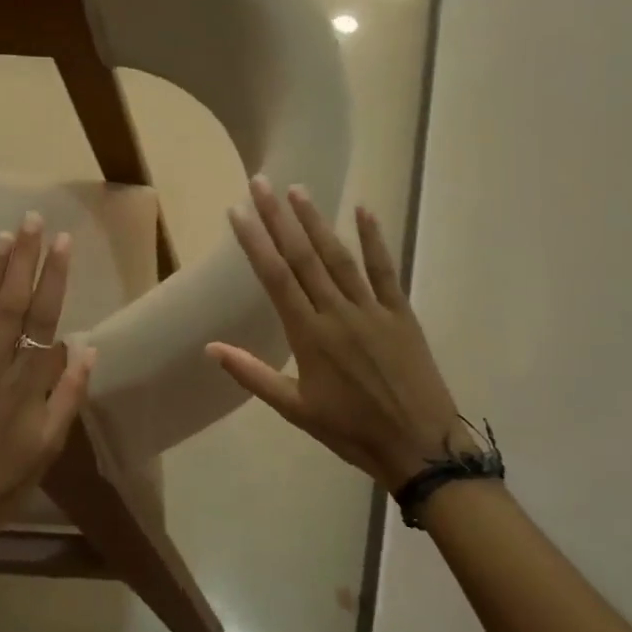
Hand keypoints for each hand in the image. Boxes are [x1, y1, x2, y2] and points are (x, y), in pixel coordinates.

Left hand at [0, 213, 94, 600]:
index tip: (63, 243)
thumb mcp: (50, 447)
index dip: (55, 278)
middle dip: (25, 260)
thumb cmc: (5, 482)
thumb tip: (87, 347)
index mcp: (28, 385)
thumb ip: (68, 396)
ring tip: (4, 236)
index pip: (45, 319)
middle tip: (33, 221)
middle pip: (13, 305)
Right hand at [208, 177, 468, 489]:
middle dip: (278, 218)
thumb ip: (252, 374)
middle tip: (261, 183)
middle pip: (302, 257)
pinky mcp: (400, 313)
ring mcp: (371, 309)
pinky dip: (374, 240)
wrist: (420, 447)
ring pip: (339, 257)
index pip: (275, 278)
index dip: (254, 242)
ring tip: (298, 190)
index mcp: (308, 335)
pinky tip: (363, 211)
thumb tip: (210, 347)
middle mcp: (337, 312)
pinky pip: (385, 271)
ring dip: (316, 221)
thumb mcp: (295, 409)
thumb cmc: (352, 431)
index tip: (237, 212)